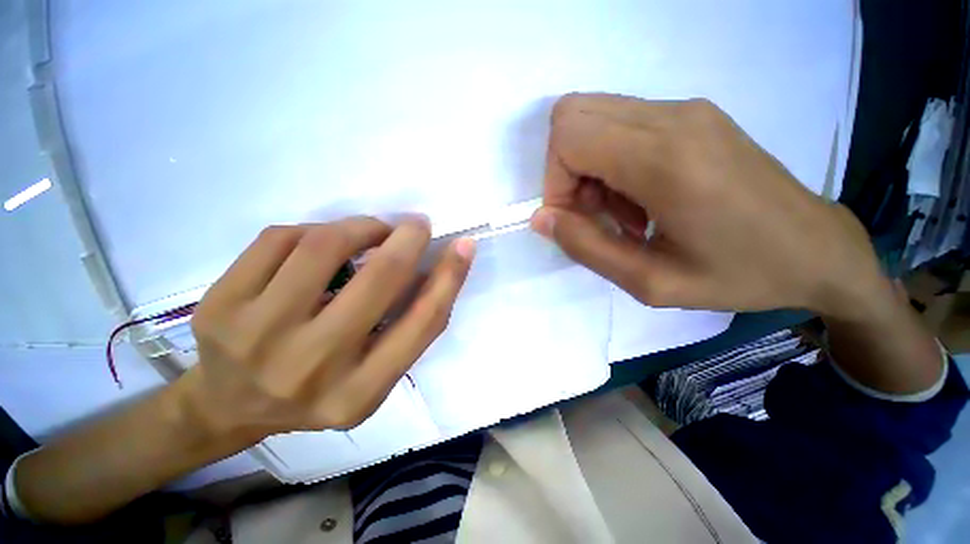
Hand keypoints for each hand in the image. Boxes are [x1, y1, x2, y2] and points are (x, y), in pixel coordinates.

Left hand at [179, 217, 474, 445]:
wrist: (231, 405)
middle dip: (407, 239)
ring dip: (361, 227)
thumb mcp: (375, 375)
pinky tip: (319, 243)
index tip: (464, 246)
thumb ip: (410, 327)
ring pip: (324, 246)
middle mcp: (311, 368)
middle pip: (378, 280)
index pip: (422, 323)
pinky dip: (314, 230)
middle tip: (416, 225)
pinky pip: (280, 238)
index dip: (450, 277)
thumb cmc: (320, 389)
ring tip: (370, 231)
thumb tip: (439, 267)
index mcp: (359, 392)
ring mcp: (256, 336)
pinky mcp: (219, 305)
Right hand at [530, 93, 885, 317]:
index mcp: (666, 159)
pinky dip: (610, 161)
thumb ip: (585, 248)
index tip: (572, 220)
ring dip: (588, 167)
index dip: (554, 181)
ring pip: (593, 118)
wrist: (817, 249)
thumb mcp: (650, 282)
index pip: (568, 136)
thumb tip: (541, 219)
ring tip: (621, 212)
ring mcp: (685, 109)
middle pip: (573, 116)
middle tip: (592, 213)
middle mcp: (673, 117)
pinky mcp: (691, 115)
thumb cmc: (740, 275)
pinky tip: (639, 198)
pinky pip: (621, 124)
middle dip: (564, 170)